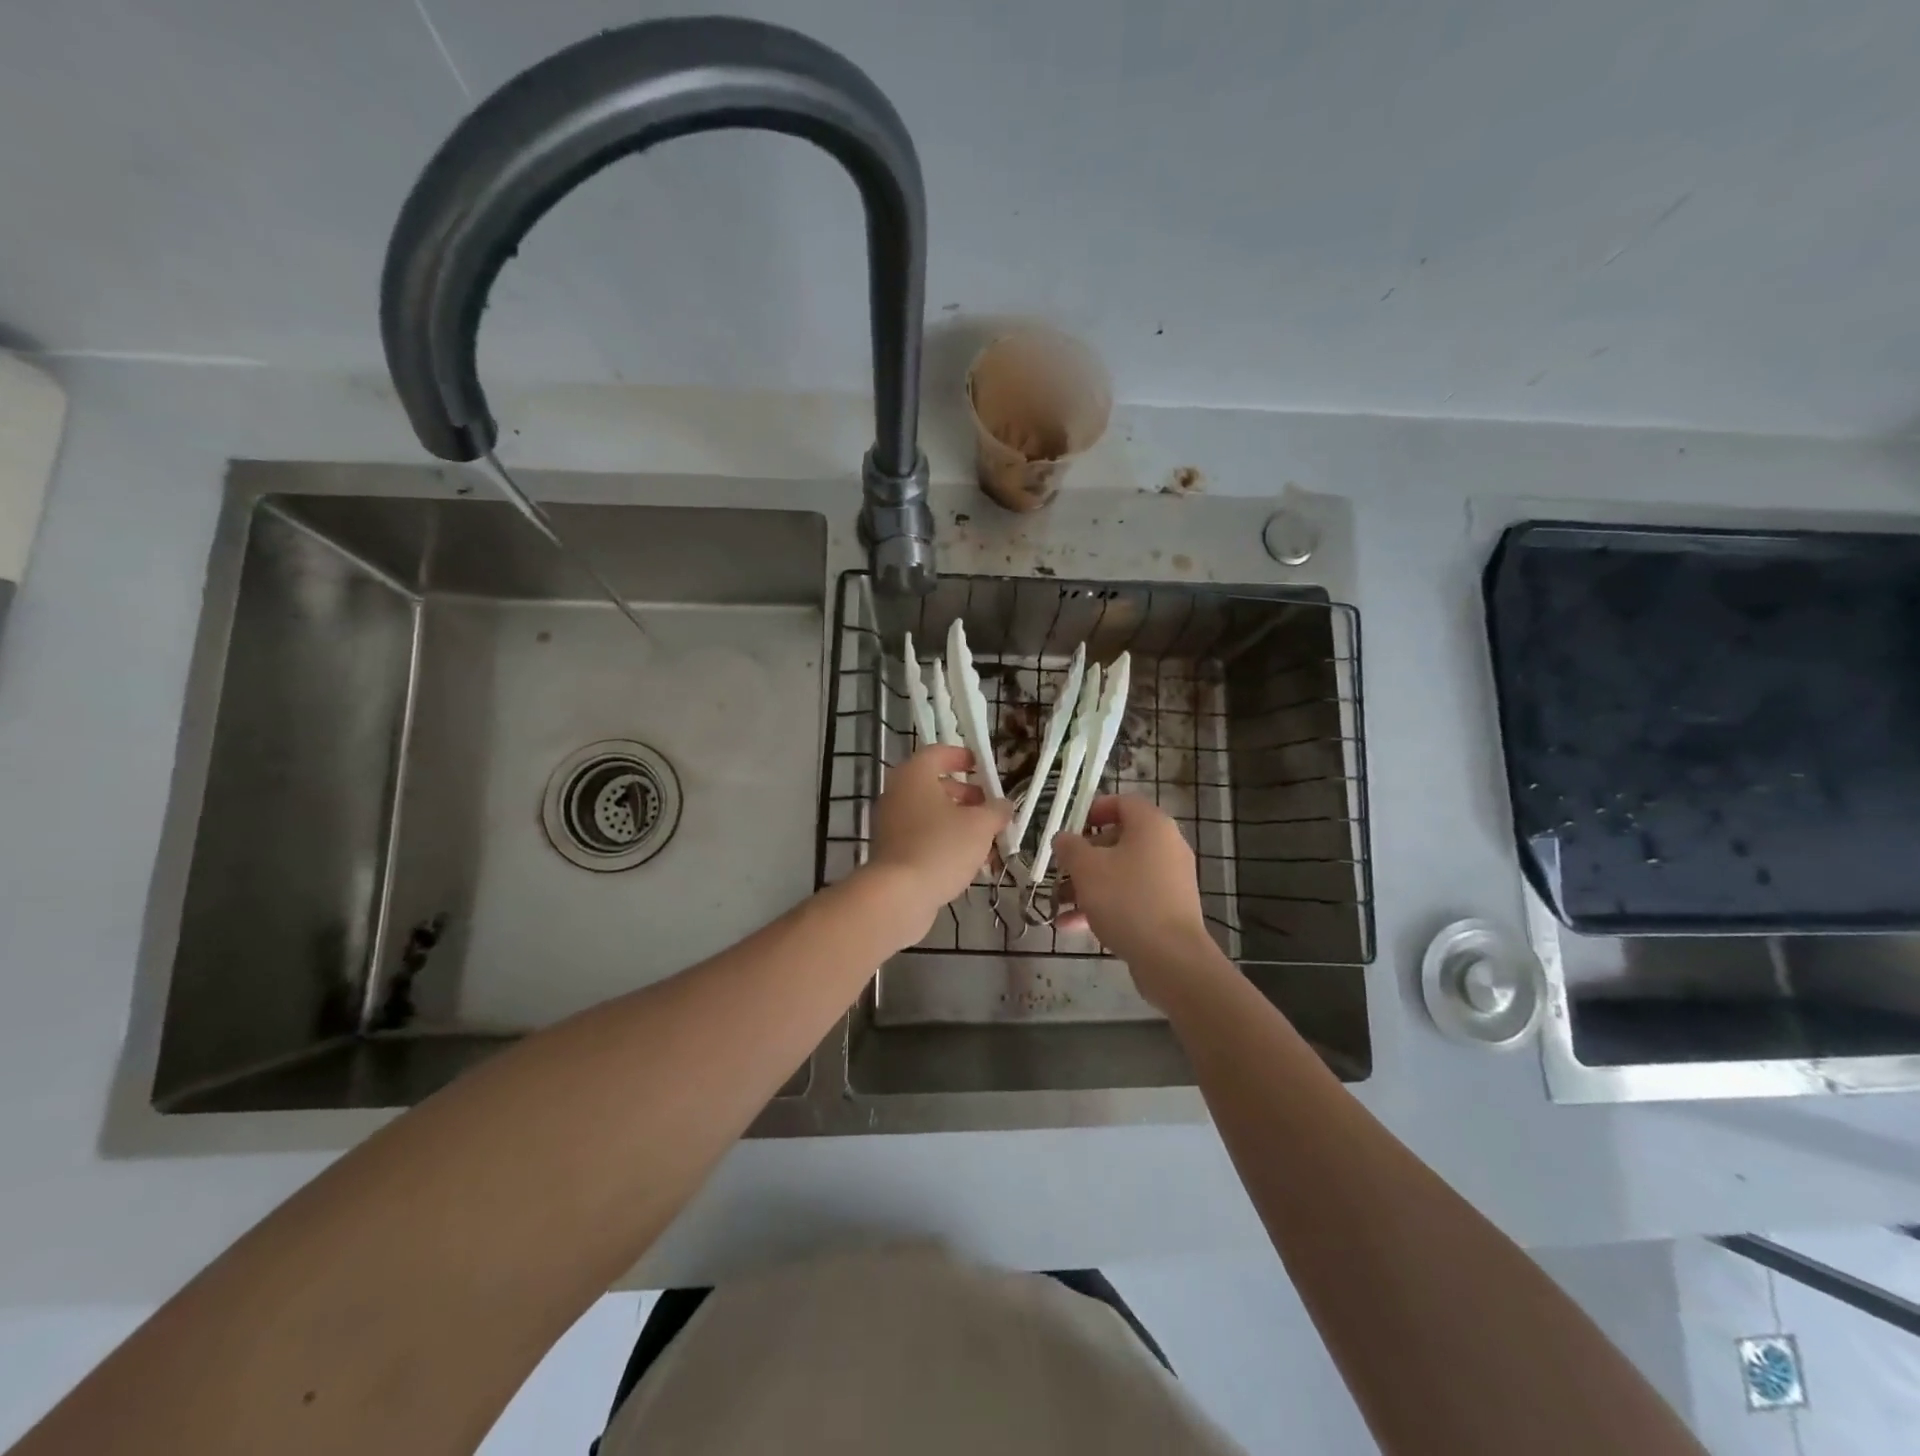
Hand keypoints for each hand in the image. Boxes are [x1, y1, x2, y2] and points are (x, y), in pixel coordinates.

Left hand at [861, 745, 1012, 942]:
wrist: (898, 895)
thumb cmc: (941, 847)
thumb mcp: (980, 825)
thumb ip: (996, 811)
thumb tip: (1004, 805)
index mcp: (915, 775)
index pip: (938, 753)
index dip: (962, 756)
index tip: (982, 767)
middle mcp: (897, 793)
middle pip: (935, 785)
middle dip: (966, 796)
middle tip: (989, 808)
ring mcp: (891, 824)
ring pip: (930, 814)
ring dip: (959, 823)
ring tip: (987, 840)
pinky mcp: (891, 851)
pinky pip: (922, 837)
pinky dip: (944, 842)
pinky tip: (968, 862)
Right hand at [1052, 795, 1219, 1005]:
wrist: (1170, 958)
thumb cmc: (1126, 900)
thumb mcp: (1087, 868)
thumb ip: (1070, 847)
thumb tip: (1063, 838)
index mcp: (1151, 825)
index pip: (1122, 802)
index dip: (1092, 810)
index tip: (1069, 828)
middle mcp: (1166, 846)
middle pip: (1119, 840)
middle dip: (1083, 856)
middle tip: (1059, 869)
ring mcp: (1170, 879)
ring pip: (1121, 872)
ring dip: (1088, 885)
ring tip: (1058, 903)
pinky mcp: (1168, 909)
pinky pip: (1131, 897)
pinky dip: (1104, 905)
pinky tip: (1072, 926)